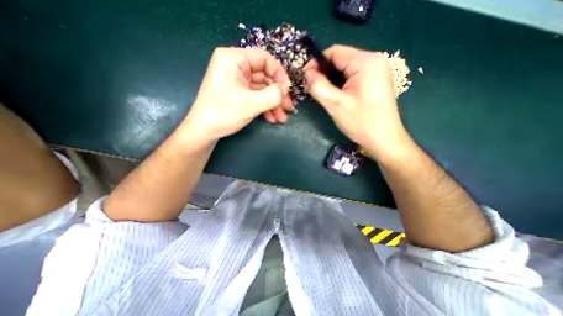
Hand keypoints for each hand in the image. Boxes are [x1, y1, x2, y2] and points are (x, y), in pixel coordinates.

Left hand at [181, 46, 294, 144]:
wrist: (205, 131)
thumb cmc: (224, 113)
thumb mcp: (252, 103)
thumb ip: (273, 95)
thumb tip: (286, 89)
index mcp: (234, 59)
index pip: (264, 58)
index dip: (279, 74)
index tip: (288, 90)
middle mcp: (236, 67)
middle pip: (265, 76)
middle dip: (278, 94)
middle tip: (289, 107)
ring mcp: (238, 81)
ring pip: (263, 89)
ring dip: (274, 104)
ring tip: (282, 118)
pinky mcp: (239, 93)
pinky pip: (256, 97)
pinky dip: (265, 107)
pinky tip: (272, 118)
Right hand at [304, 44, 409, 157]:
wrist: (384, 139)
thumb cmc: (361, 122)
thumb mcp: (336, 105)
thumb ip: (319, 86)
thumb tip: (307, 73)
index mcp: (366, 62)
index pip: (334, 52)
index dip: (316, 63)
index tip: (305, 78)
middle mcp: (374, 60)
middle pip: (340, 59)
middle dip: (323, 73)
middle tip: (312, 88)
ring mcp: (376, 70)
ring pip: (345, 68)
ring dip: (331, 79)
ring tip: (322, 93)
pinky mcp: (375, 81)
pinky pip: (352, 76)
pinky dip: (340, 83)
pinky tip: (335, 95)